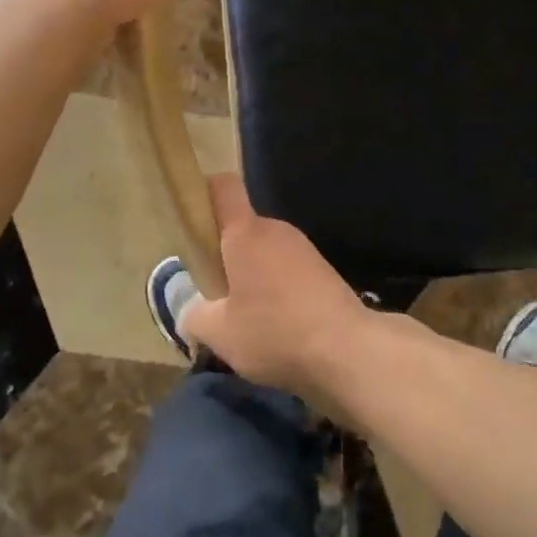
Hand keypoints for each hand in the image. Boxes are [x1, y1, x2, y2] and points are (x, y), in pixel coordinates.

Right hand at [182, 175, 373, 395]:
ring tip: (243, 318)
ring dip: (251, 277)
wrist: (346, 349)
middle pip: (242, 228)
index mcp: (246, 233)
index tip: (190, 223)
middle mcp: (276, 230)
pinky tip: (275, 326)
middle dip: (224, 255)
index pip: (223, 187)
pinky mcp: (323, 270)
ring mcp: (303, 249)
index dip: (203, 193)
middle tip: (212, 295)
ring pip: (264, 252)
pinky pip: (286, 270)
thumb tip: (192, 312)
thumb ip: (195, 316)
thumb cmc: (274, 331)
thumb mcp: (220, 333)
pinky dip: (275, 290)